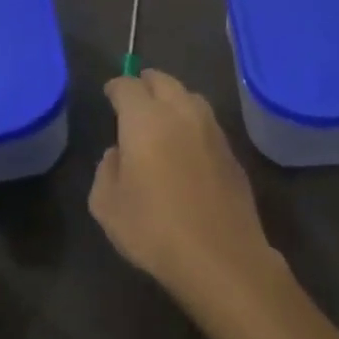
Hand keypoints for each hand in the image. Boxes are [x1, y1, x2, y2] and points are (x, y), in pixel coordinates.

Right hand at [89, 70, 281, 309]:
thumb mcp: (107, 205)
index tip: (110, 94)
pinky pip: (207, 123)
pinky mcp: (232, 152)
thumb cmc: (153, 229)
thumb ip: (106, 170)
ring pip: (191, 97)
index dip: (116, 87)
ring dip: (173, 98)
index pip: (128, 86)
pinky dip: (192, 122)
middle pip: (164, 82)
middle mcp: (181, 114)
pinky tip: (186, 143)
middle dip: (147, 83)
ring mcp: (212, 131)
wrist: (219, 256)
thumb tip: (118, 153)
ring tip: (162, 115)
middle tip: (135, 95)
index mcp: (145, 120)